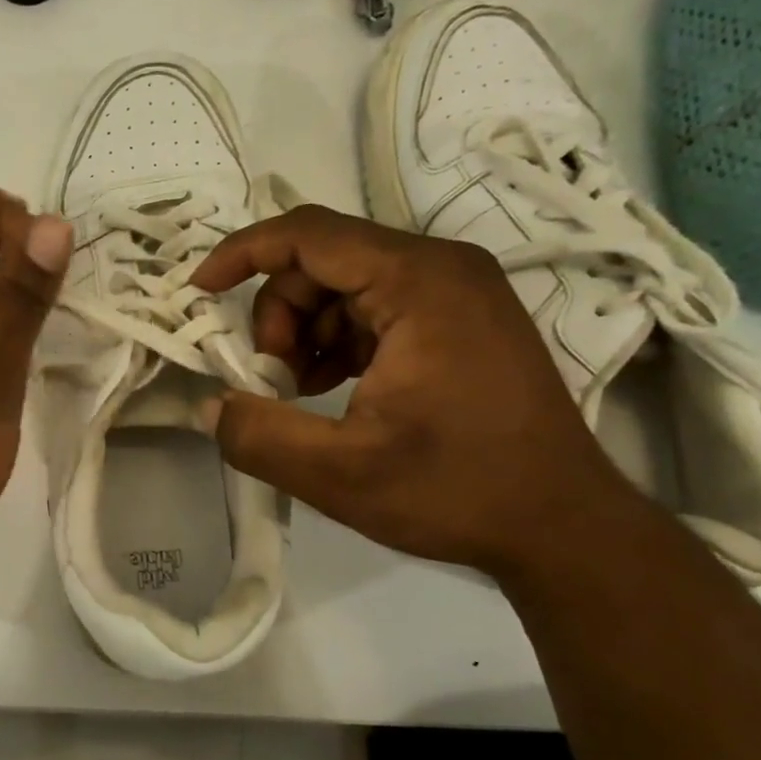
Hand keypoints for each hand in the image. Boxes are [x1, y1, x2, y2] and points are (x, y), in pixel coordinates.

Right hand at [190, 204, 643, 577]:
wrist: (561, 525)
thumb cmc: (457, 490)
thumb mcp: (339, 473)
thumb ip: (258, 436)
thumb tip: (209, 405)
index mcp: (418, 282)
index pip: (307, 234)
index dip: (241, 255)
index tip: (199, 293)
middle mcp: (441, 269)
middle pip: (322, 260)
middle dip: (277, 314)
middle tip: (271, 379)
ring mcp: (456, 293)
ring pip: (344, 285)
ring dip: (304, 332)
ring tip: (301, 393)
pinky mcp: (460, 320)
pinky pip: (374, 307)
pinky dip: (337, 342)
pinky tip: (333, 390)